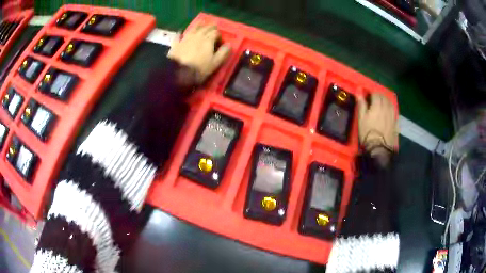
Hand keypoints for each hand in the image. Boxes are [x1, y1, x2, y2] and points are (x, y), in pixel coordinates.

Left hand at [167, 24, 230, 84]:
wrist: (178, 73)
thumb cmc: (199, 69)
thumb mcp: (215, 63)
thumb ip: (223, 52)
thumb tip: (229, 44)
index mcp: (208, 39)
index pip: (216, 32)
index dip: (219, 35)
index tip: (220, 41)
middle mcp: (198, 35)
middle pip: (206, 28)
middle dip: (211, 27)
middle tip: (213, 28)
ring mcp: (186, 38)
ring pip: (194, 28)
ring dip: (199, 25)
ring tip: (201, 23)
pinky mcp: (177, 43)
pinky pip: (179, 35)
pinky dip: (181, 33)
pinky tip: (181, 32)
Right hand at [358, 93, 397, 165]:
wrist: (379, 149)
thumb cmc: (367, 133)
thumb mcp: (361, 118)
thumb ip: (361, 104)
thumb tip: (359, 91)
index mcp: (377, 105)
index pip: (376, 94)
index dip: (371, 93)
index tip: (367, 96)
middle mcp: (386, 108)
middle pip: (384, 97)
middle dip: (379, 96)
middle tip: (374, 100)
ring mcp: (392, 115)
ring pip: (390, 103)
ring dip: (386, 101)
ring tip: (382, 104)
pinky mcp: (395, 122)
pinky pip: (394, 111)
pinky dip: (391, 108)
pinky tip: (388, 112)